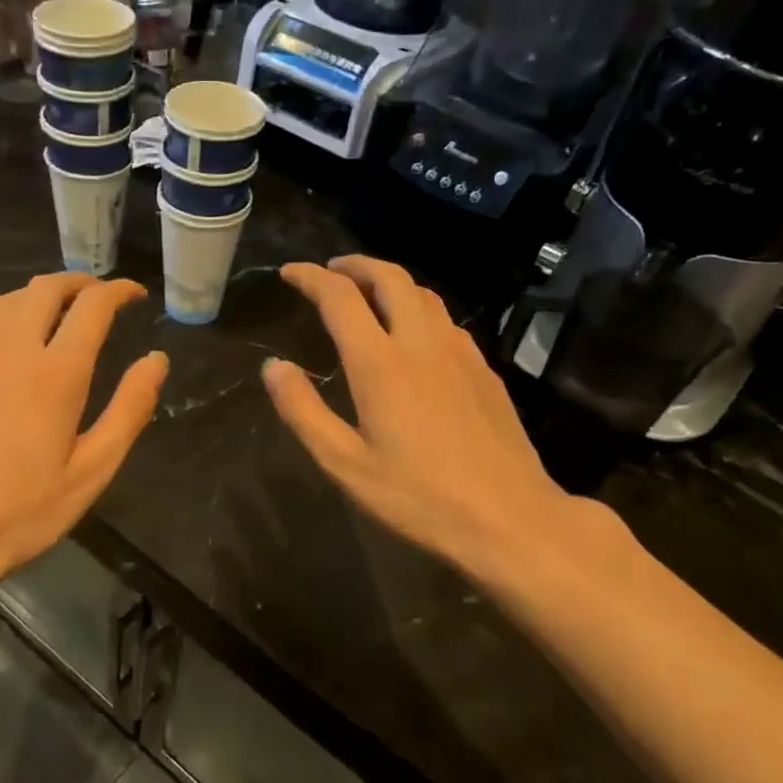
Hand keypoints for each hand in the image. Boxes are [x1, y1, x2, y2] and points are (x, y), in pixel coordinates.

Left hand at [0, 274, 166, 614]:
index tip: (135, 294)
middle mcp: (10, 349)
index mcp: (55, 372)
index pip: (92, 305)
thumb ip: (130, 409)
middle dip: (80, 282)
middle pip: (45, 288)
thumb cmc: (21, 511)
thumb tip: (157, 360)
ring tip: (62, 311)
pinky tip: (13, 344)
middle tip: (101, 296)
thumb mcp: (91, 470)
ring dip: (41, 294)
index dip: (118, 291)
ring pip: (8, 300)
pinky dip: (8, 317)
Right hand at [263, 256, 608, 590]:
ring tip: (367, 292)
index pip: (340, 297)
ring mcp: (459, 353)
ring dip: (389, 280)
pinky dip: (418, 307)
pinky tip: (414, 334)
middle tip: (330, 271)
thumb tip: (273, 367)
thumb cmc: (418, 497)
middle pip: (389, 277)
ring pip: (423, 293)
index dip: (310, 277)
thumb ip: (303, 410)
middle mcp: (421, 343)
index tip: (289, 272)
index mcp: (380, 363)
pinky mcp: (484, 370)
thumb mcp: (345, 464)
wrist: (509, 518)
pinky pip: (446, 319)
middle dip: (354, 264)